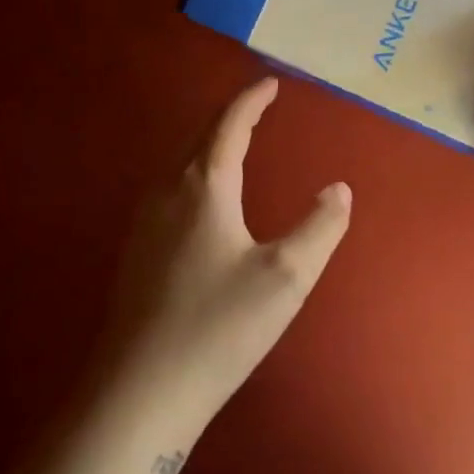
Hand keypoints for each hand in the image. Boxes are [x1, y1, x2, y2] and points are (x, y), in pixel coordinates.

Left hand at [101, 78, 351, 454]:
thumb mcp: (286, 277)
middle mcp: (167, 193)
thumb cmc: (219, 326)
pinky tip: (203, 201)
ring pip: (180, 166)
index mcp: (203, 187)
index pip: (229, 126)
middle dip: (230, 118)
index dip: (251, 100)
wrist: (140, 390)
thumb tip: (338, 188)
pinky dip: (195, 175)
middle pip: (199, 139)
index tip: (270, 83)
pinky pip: (170, 192)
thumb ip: (320, 227)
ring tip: (236, 145)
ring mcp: (144, 224)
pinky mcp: (136, 253)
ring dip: (209, 146)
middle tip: (258, 108)